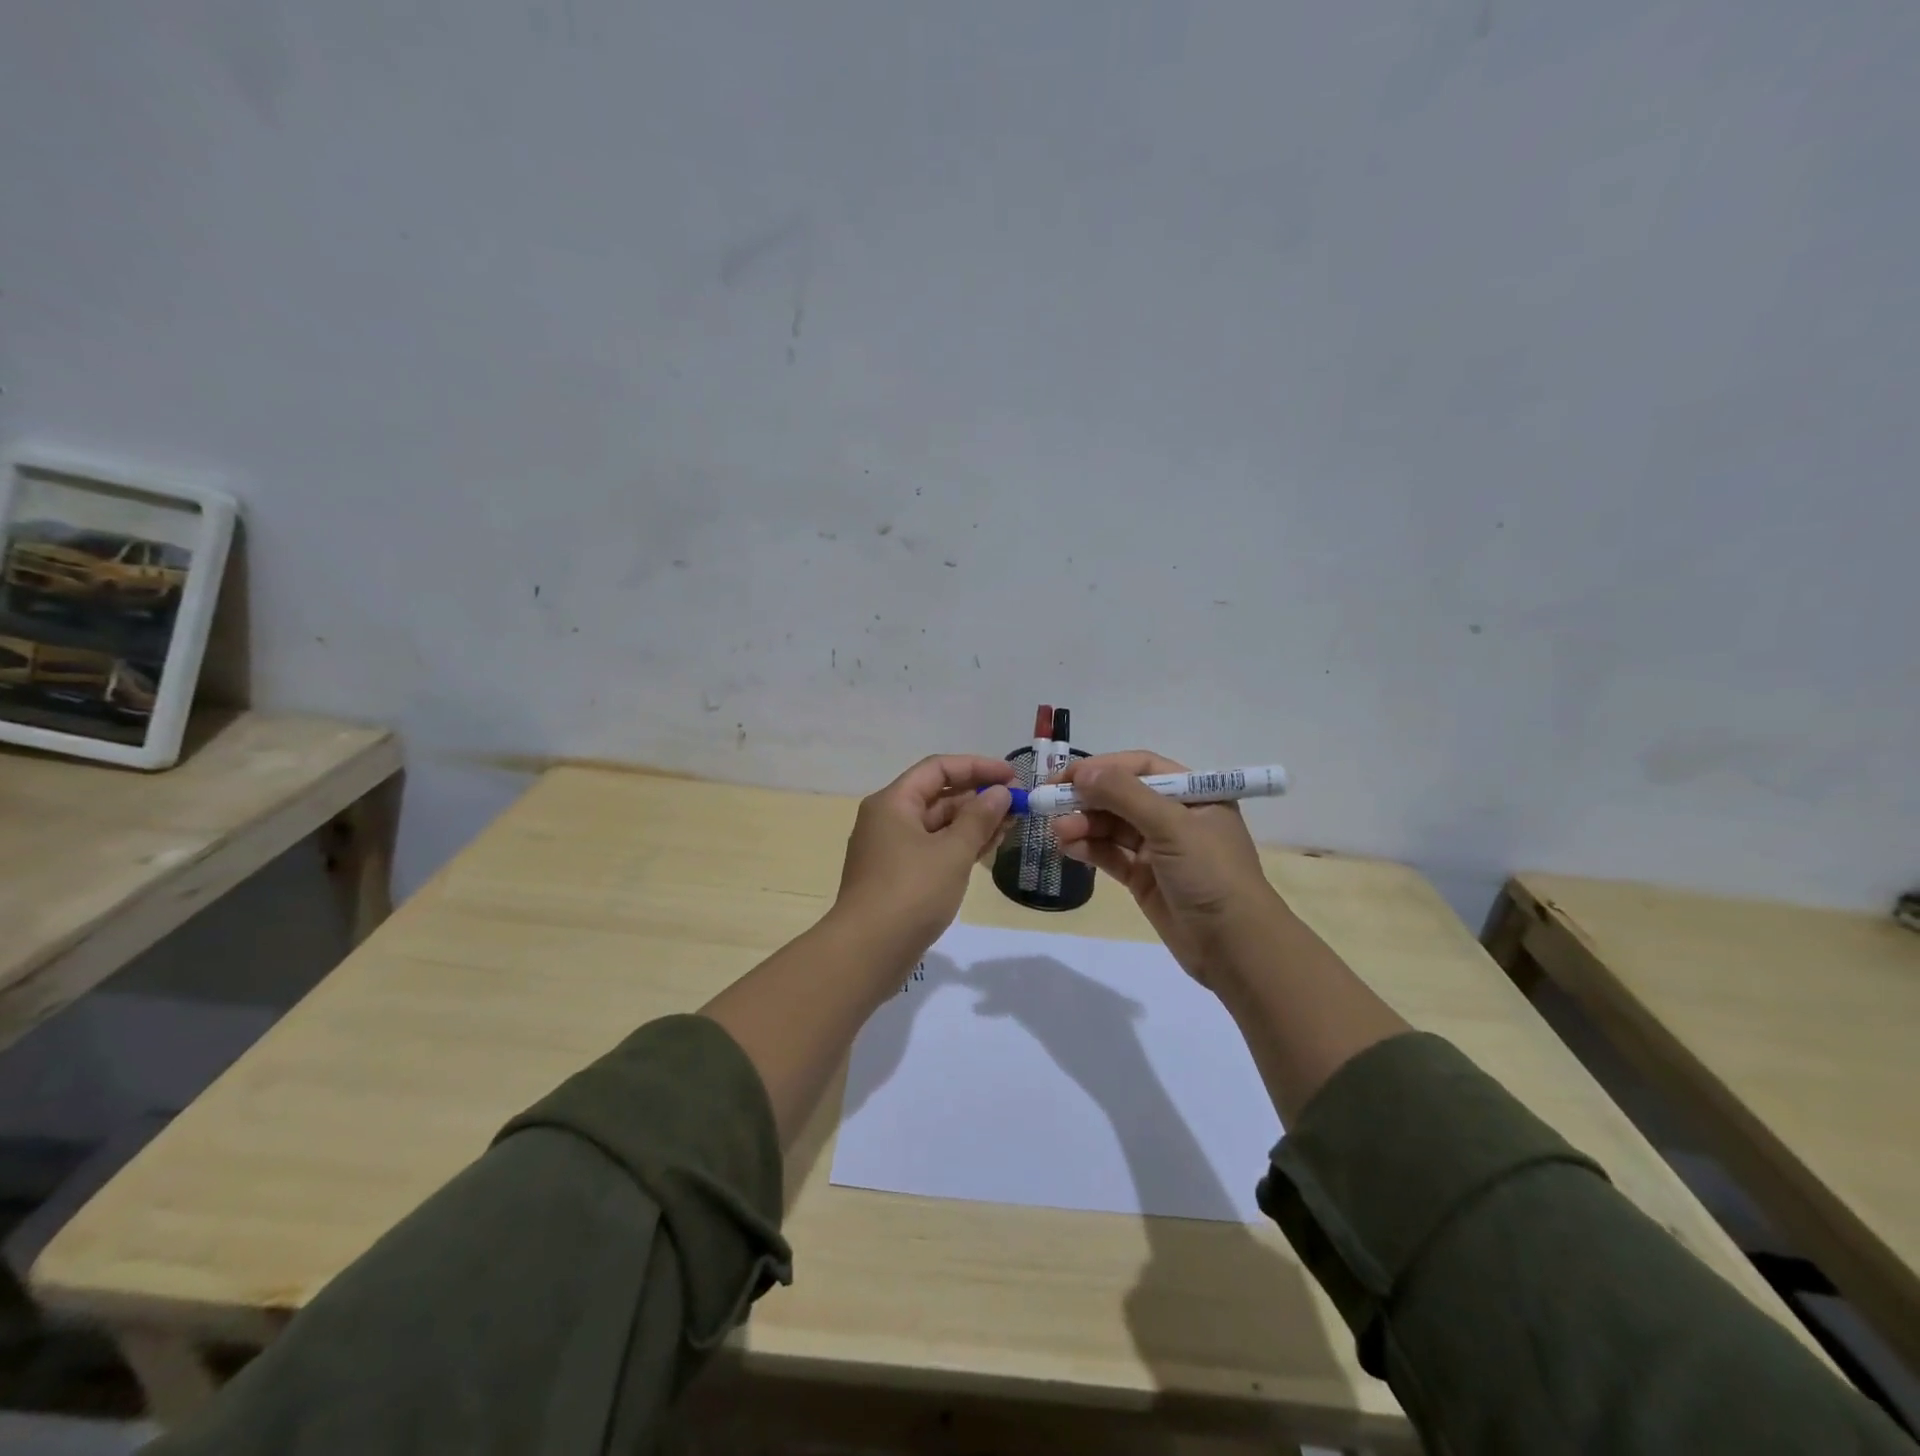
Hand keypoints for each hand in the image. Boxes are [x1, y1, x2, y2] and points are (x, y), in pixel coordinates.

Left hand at [832, 754, 1015, 965]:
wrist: (867, 952)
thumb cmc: (911, 892)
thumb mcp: (952, 852)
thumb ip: (979, 818)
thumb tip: (999, 792)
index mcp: (893, 802)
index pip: (938, 768)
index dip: (977, 767)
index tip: (1012, 776)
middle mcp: (888, 819)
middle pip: (937, 795)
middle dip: (978, 797)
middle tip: (1017, 805)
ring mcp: (891, 850)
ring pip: (937, 825)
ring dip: (973, 823)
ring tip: (1011, 826)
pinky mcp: (898, 877)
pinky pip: (933, 849)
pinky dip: (959, 846)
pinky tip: (988, 850)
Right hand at [1051, 750, 1284, 988]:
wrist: (1235, 947)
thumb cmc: (1211, 874)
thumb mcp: (1172, 826)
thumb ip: (1125, 795)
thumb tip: (1082, 771)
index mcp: (1194, 794)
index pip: (1142, 767)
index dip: (1104, 768)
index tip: (1067, 775)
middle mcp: (1176, 817)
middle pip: (1122, 796)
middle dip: (1087, 799)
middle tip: (1050, 803)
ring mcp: (1159, 849)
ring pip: (1112, 827)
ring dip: (1084, 824)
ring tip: (1058, 831)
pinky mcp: (1145, 878)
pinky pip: (1111, 855)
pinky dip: (1089, 849)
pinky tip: (1068, 847)